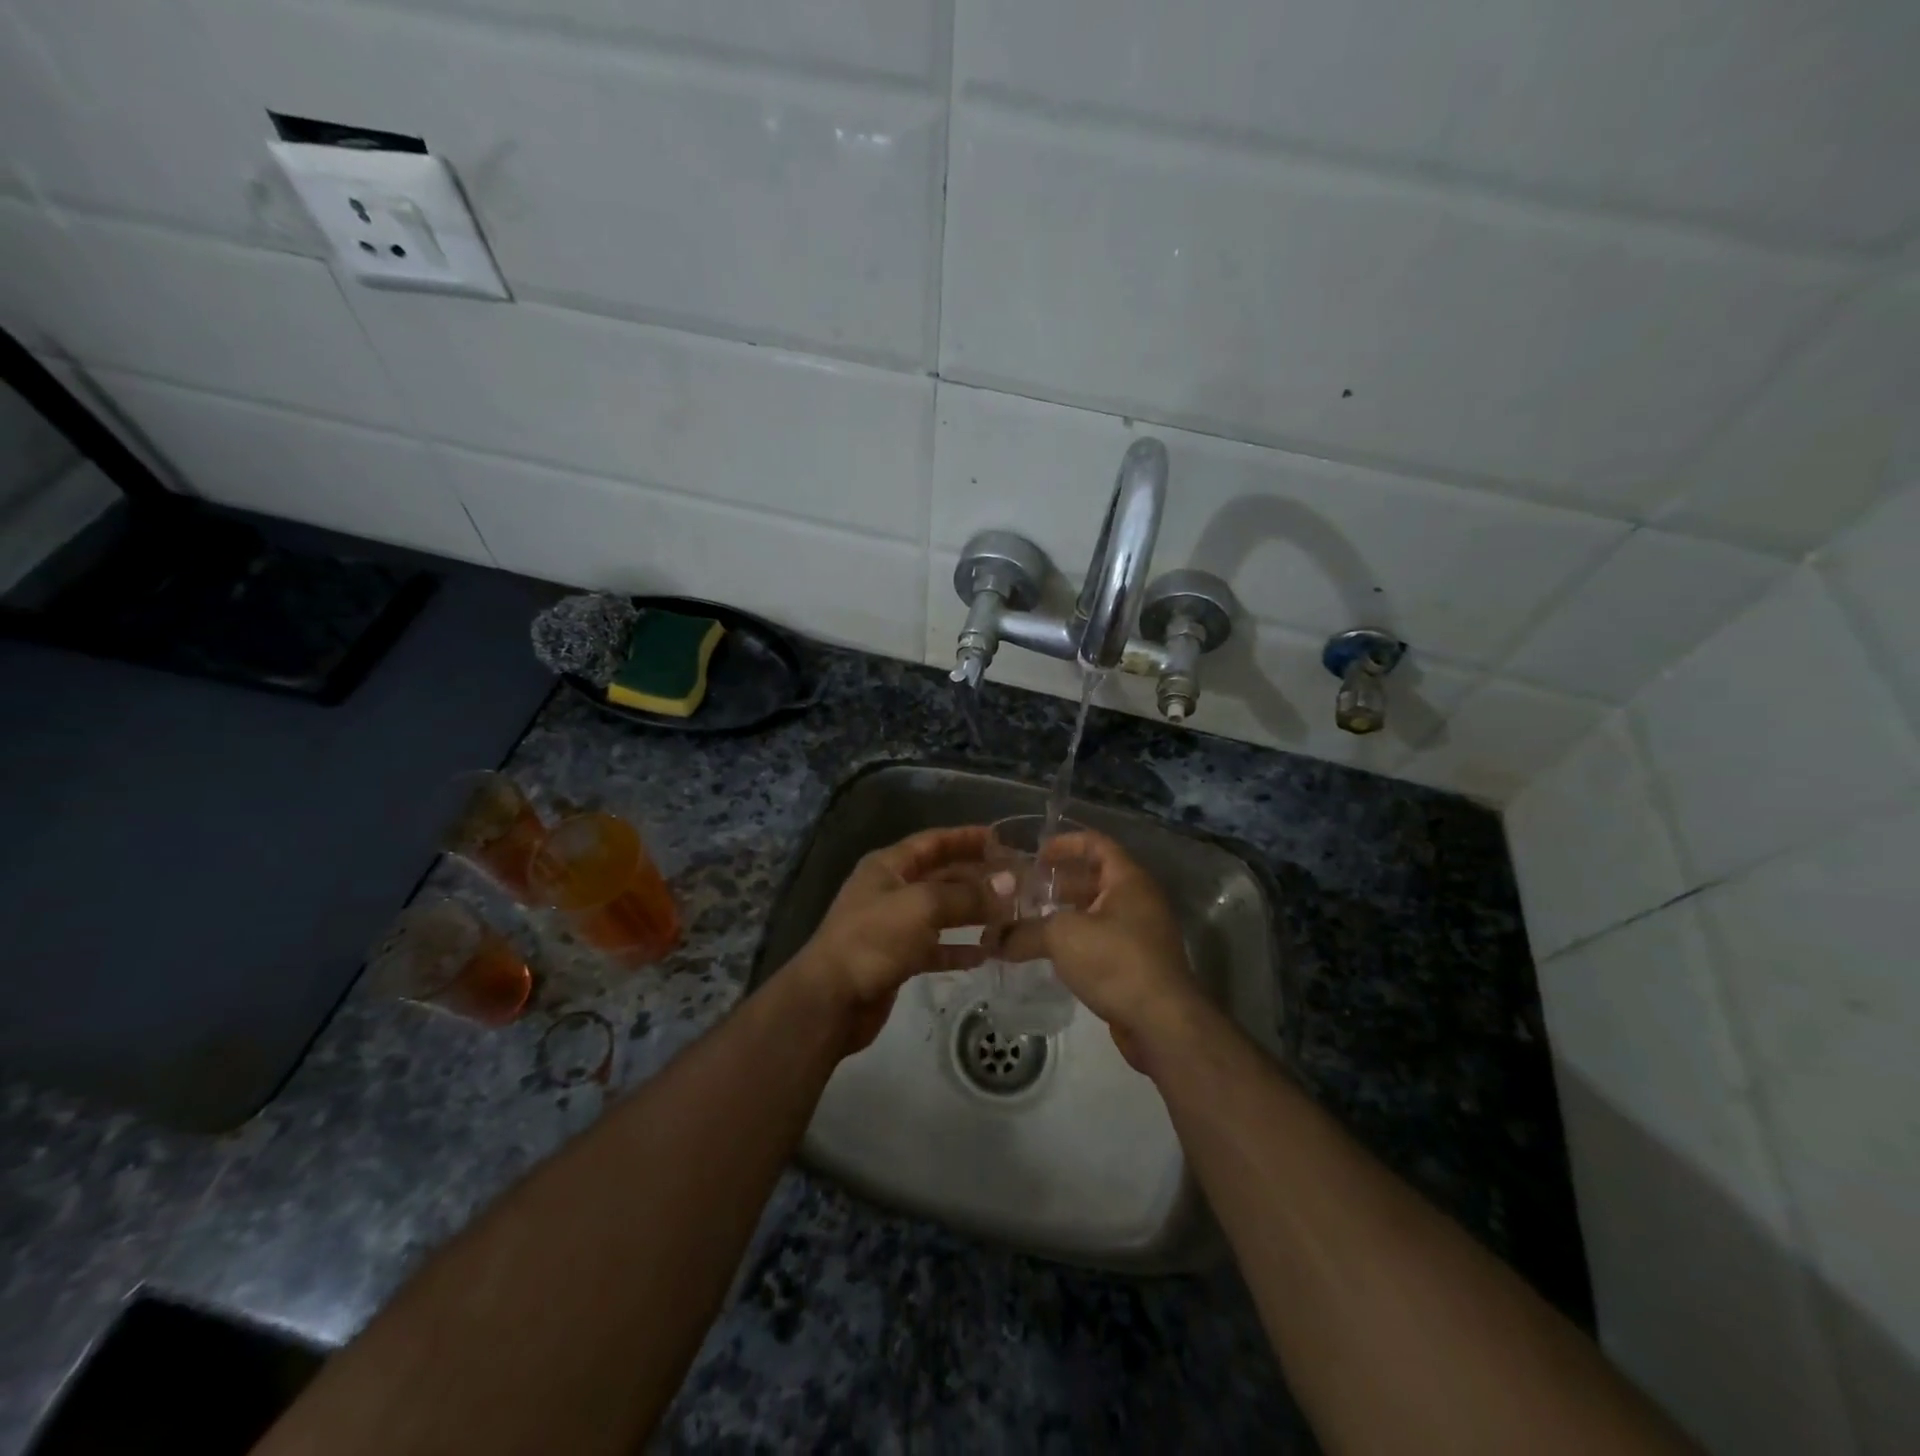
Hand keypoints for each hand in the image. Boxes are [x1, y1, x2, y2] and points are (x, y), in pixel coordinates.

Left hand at [784, 826, 995, 1053]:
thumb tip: (1009, 884)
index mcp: (888, 866)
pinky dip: (959, 948)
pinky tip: (987, 953)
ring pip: (941, 913)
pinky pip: (935, 947)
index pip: (933, 842)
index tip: (1002, 839)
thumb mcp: (922, 907)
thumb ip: (967, 895)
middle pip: (940, 876)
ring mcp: (893, 926)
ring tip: (1010, 915)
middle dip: (976, 877)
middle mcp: (891, 890)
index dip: (966, 838)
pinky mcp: (898, 959)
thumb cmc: (873, 940)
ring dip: (972, 913)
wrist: (831, 1000)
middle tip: (1016, 881)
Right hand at [993, 830, 1207, 1073]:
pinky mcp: (1137, 965)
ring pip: (1097, 912)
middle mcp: (1139, 900)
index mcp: (1128, 880)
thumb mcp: (1062, 937)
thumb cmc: (1115, 961)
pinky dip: (1076, 941)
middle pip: (1095, 878)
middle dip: (1059, 882)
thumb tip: (991, 939)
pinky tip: (1050, 953)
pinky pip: (1102, 940)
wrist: (1162, 1023)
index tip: (1036, 854)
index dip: (1066, 843)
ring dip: (1065, 914)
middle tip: (1025, 889)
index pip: (1097, 843)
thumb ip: (1025, 933)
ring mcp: (1141, 934)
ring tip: (1029, 921)